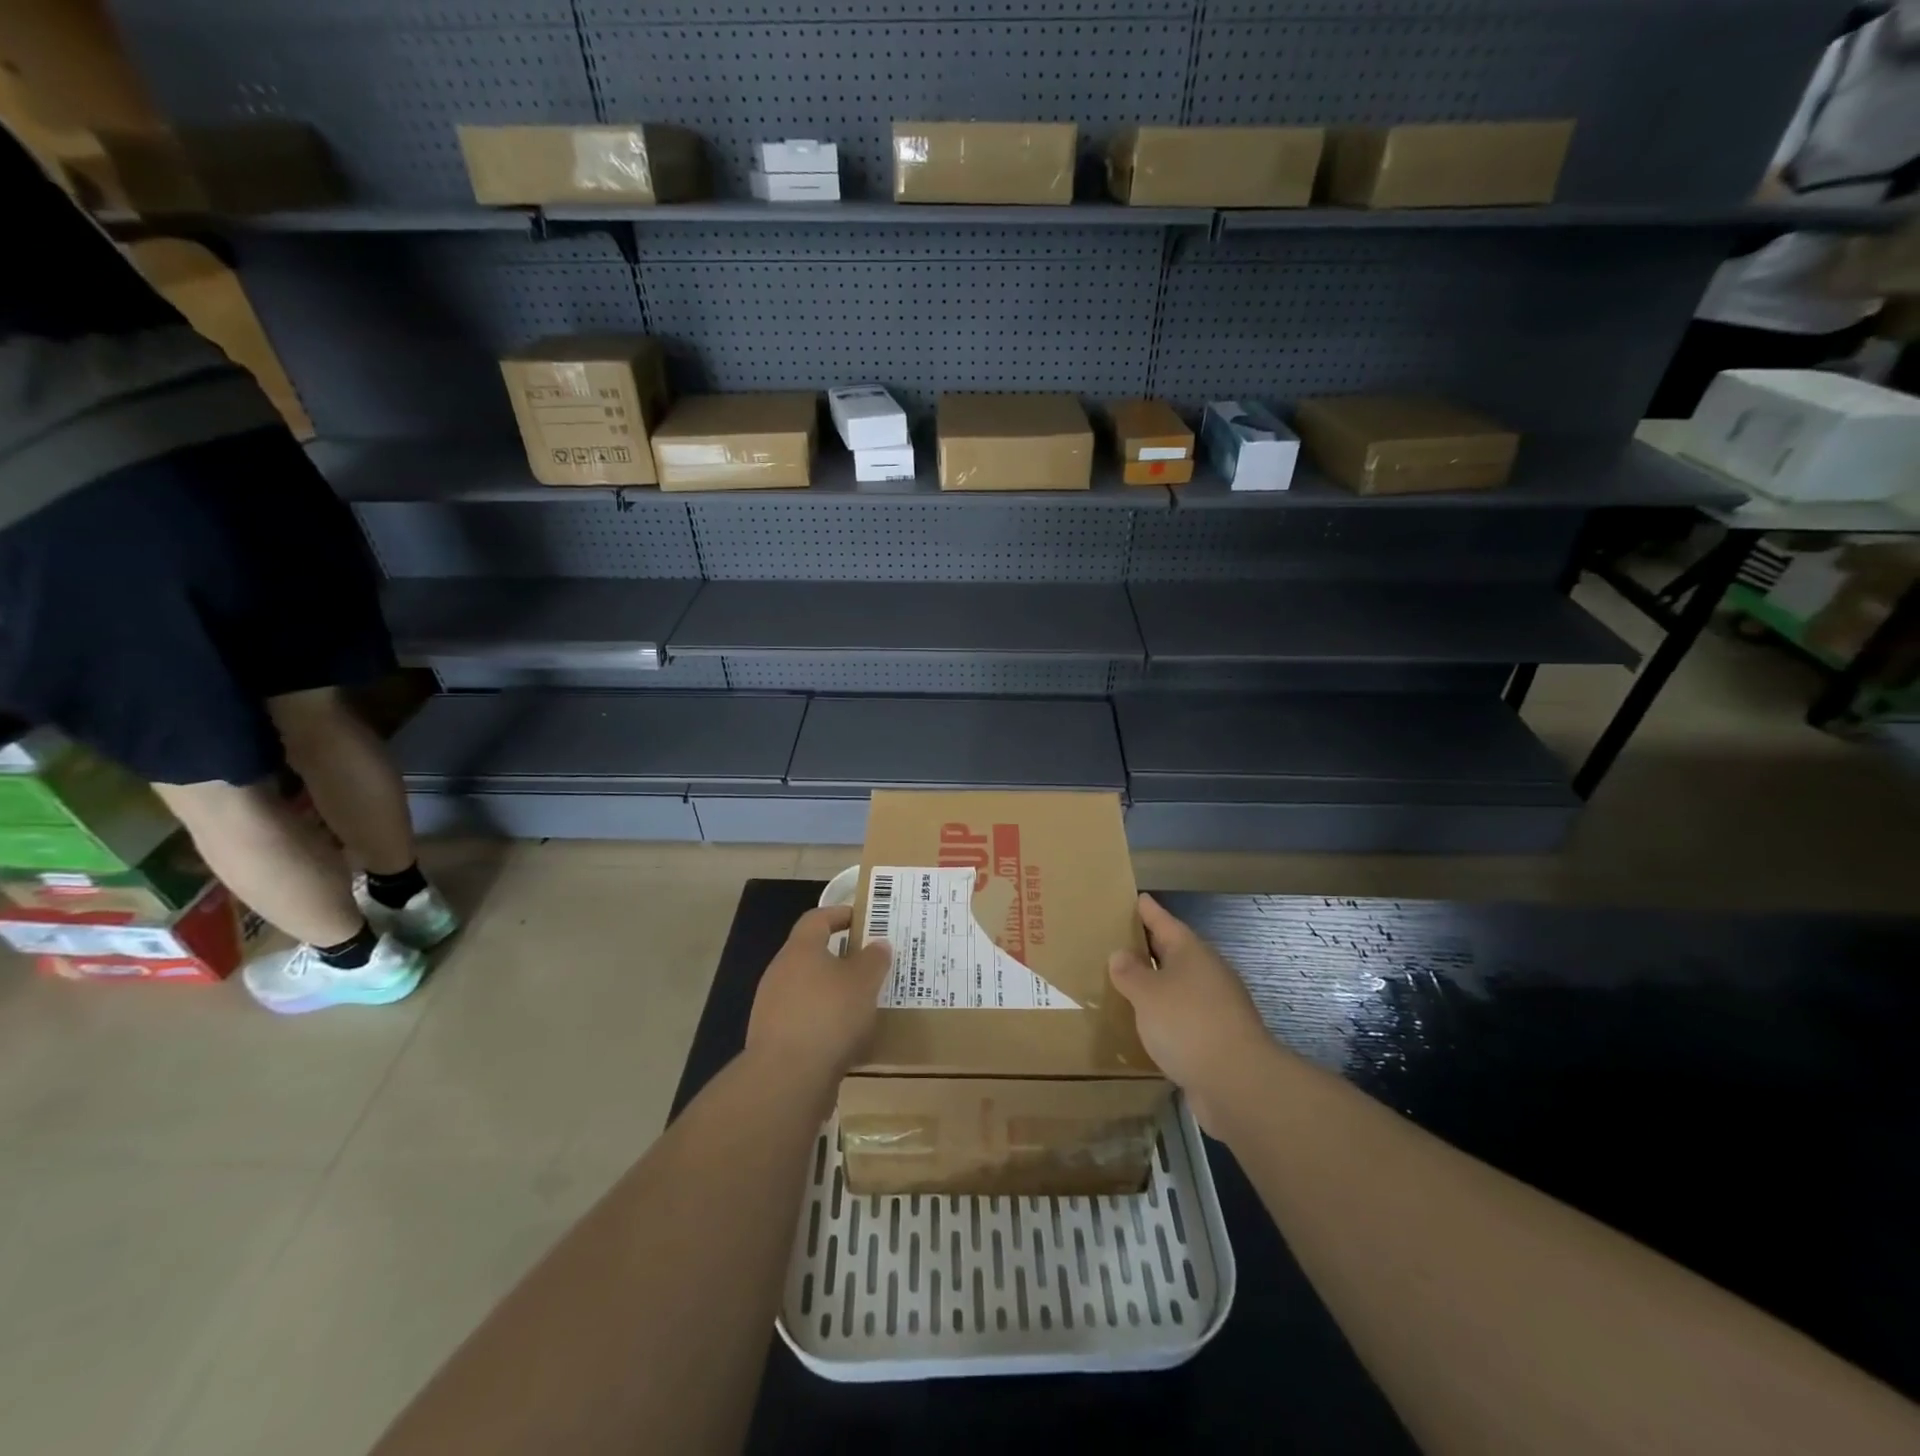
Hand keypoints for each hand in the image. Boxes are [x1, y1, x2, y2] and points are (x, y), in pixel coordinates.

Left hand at [746, 906, 892, 1082]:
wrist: (787, 1078)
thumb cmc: (829, 1016)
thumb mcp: (864, 982)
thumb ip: (874, 960)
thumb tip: (878, 944)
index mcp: (800, 950)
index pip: (817, 918)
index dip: (839, 914)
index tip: (862, 918)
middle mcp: (780, 973)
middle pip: (811, 955)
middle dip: (840, 958)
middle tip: (869, 964)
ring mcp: (772, 1008)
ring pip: (808, 990)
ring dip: (833, 993)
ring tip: (863, 1004)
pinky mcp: (774, 1040)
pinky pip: (804, 1021)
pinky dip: (824, 1023)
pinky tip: (846, 1038)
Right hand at [1109, 894, 1271, 1129]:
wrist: (1238, 1082)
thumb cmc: (1188, 1024)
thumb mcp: (1147, 993)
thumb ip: (1130, 972)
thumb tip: (1121, 955)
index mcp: (1191, 952)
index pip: (1164, 922)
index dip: (1149, 910)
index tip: (1137, 897)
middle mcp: (1207, 973)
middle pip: (1175, 952)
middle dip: (1151, 947)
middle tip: (1122, 940)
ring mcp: (1217, 1006)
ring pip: (1180, 986)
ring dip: (1158, 984)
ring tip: (1129, 984)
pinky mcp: (1219, 1038)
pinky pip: (1185, 1016)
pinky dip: (1166, 1015)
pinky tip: (1148, 1025)